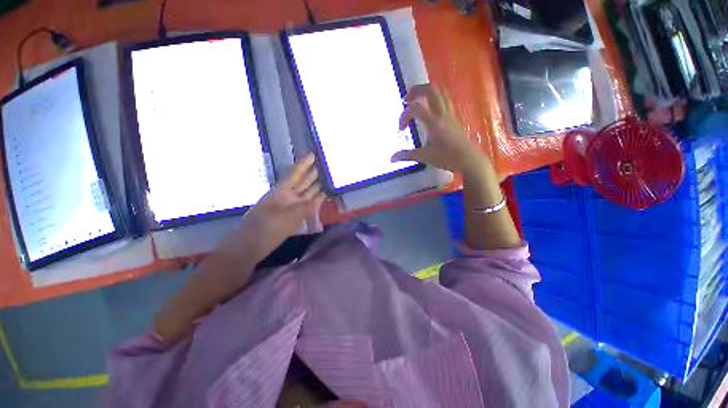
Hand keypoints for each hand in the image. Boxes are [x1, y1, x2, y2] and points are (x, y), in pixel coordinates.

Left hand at [235, 154, 325, 263]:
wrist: (252, 244)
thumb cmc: (267, 228)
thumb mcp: (287, 216)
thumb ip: (306, 207)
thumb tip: (322, 197)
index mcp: (282, 191)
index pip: (295, 173)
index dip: (304, 164)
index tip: (312, 154)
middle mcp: (287, 196)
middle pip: (302, 182)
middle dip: (313, 173)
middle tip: (325, 165)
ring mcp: (291, 206)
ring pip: (306, 192)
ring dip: (316, 185)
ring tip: (327, 177)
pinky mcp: (294, 216)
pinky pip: (308, 205)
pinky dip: (316, 200)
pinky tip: (323, 195)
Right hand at [391, 84, 489, 176]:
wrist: (468, 159)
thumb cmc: (446, 158)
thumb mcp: (424, 157)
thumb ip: (406, 155)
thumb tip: (391, 158)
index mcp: (434, 123)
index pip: (415, 109)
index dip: (404, 116)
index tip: (401, 130)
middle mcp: (442, 114)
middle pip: (430, 90)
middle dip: (415, 91)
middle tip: (406, 100)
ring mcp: (449, 113)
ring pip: (439, 92)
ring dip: (425, 92)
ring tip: (415, 101)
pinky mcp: (453, 116)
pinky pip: (444, 99)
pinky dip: (433, 98)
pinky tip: (428, 110)